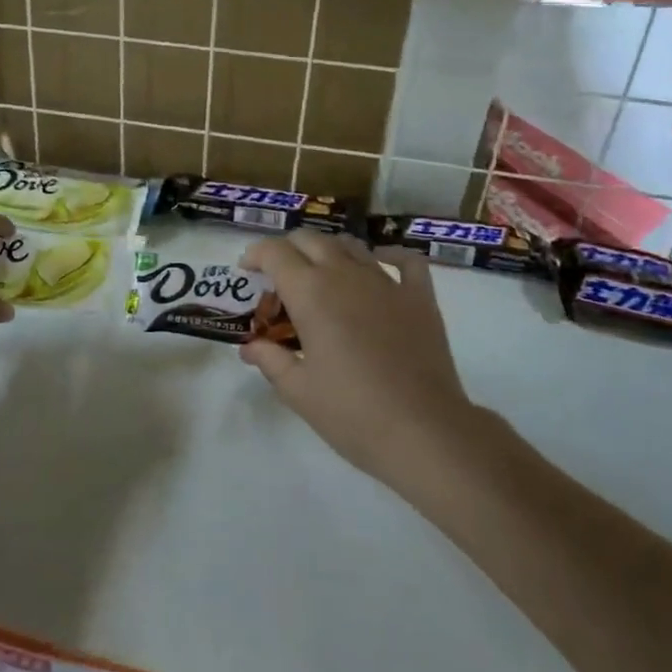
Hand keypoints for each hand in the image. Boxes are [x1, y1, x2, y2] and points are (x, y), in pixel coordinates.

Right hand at [239, 232, 478, 486]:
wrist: (424, 432)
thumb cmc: (353, 413)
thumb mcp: (298, 391)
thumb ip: (270, 360)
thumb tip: (250, 346)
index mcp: (310, 292)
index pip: (274, 252)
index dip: (255, 255)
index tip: (247, 271)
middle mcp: (345, 274)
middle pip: (310, 239)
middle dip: (288, 250)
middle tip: (279, 278)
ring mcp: (386, 282)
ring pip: (350, 245)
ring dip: (328, 251)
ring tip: (322, 274)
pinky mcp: (419, 297)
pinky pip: (405, 261)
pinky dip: (389, 255)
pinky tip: (380, 265)